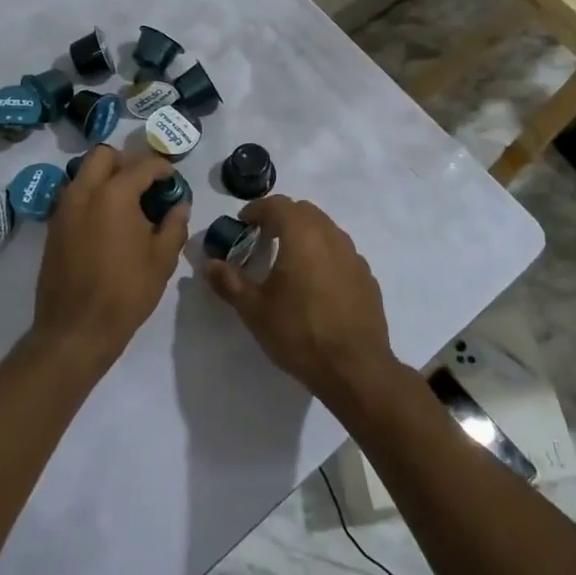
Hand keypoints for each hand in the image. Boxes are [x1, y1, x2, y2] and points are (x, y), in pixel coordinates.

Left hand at [33, 146, 187, 369]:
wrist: (75, 329)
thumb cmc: (125, 292)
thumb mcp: (161, 260)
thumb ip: (174, 225)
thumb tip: (179, 206)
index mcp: (114, 194)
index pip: (142, 165)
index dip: (162, 168)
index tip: (173, 180)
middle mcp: (84, 192)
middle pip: (103, 156)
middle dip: (127, 162)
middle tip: (145, 184)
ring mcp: (64, 208)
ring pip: (84, 173)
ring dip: (106, 177)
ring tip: (127, 203)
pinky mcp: (54, 226)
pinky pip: (74, 195)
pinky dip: (92, 195)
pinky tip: (108, 222)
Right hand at [204, 196, 397, 403]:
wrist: (355, 369)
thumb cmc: (300, 333)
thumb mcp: (255, 310)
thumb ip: (229, 282)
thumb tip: (209, 264)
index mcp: (302, 235)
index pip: (277, 205)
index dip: (256, 210)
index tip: (242, 223)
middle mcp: (331, 236)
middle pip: (303, 211)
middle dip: (281, 217)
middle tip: (263, 237)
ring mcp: (353, 255)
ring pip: (325, 228)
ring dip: (304, 233)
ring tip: (288, 258)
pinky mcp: (366, 276)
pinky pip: (341, 252)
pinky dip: (324, 253)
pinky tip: (316, 282)